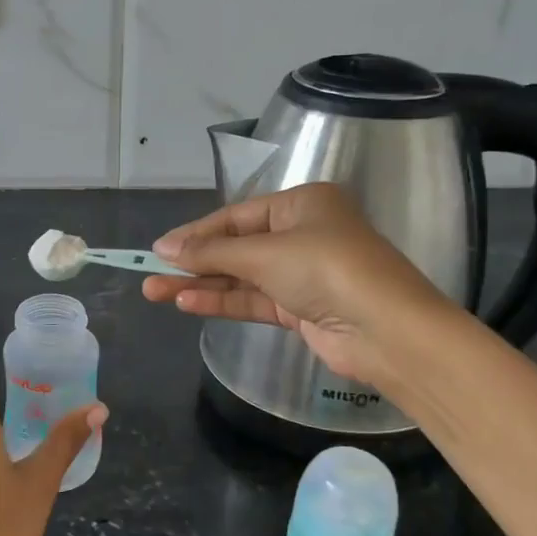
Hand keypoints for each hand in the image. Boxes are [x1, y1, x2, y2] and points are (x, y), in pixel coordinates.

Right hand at [141, 183, 451, 389]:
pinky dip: (222, 301)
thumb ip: (211, 252)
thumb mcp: (264, 253)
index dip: (195, 233)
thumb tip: (163, 249)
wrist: (387, 331)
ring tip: (156, 292)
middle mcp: (302, 234)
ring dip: (201, 284)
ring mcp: (302, 274)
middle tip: (150, 274)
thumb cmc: (326, 269)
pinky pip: (253, 299)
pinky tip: (188, 303)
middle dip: (193, 262)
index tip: (159, 249)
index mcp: (301, 204)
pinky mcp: (301, 309)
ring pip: (240, 276)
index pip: (235, 216)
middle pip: (235, 247)